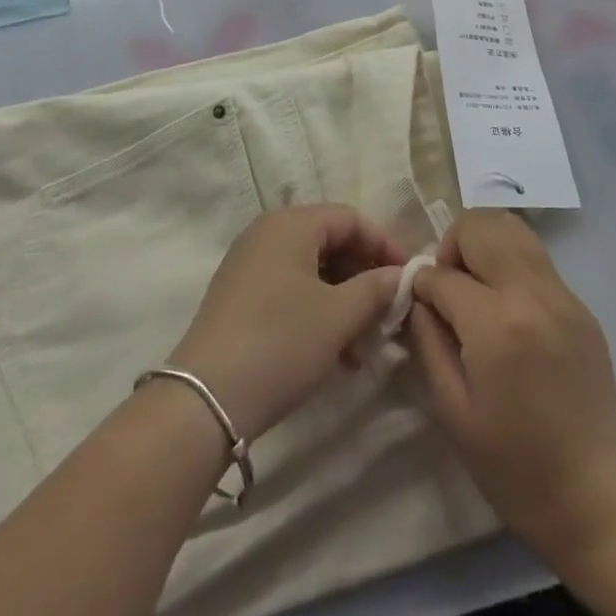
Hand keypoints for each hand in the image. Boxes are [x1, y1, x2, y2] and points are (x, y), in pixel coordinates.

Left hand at [167, 205, 406, 443]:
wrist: (207, 397)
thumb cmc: (281, 342)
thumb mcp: (338, 316)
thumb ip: (375, 288)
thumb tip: (400, 275)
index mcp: (291, 223)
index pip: (350, 218)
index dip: (384, 245)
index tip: (409, 279)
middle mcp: (268, 231)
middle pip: (330, 241)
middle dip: (364, 277)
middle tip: (388, 315)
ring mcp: (250, 262)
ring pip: (312, 269)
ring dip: (343, 300)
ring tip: (363, 346)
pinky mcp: (240, 294)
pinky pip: (291, 287)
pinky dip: (318, 310)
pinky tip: (335, 354)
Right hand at [407, 211, 615, 572]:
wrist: (593, 497)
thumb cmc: (512, 465)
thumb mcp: (451, 409)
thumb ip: (428, 340)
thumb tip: (417, 296)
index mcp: (495, 325)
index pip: (442, 274)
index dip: (422, 285)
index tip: (420, 305)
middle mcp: (531, 294)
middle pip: (480, 226)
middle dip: (452, 246)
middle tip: (449, 285)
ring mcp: (562, 295)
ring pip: (512, 227)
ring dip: (482, 243)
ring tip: (476, 283)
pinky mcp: (580, 305)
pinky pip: (536, 258)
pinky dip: (510, 262)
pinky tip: (507, 305)